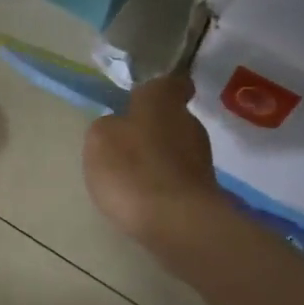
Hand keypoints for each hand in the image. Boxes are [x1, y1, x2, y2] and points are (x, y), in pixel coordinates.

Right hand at [83, 71, 221, 246]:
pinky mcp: (204, 189)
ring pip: (176, 148)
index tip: (143, 100)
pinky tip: (145, 199)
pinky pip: (178, 178)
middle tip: (126, 144)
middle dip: (153, 128)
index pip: (171, 82)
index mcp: (163, 99)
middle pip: (171, 118)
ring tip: (132, 177)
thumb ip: (108, 126)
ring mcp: (202, 157)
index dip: (159, 89)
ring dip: (158, 158)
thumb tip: (119, 127)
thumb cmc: (133, 169)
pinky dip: (164, 184)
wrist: (176, 222)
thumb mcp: (99, 139)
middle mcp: (189, 121)